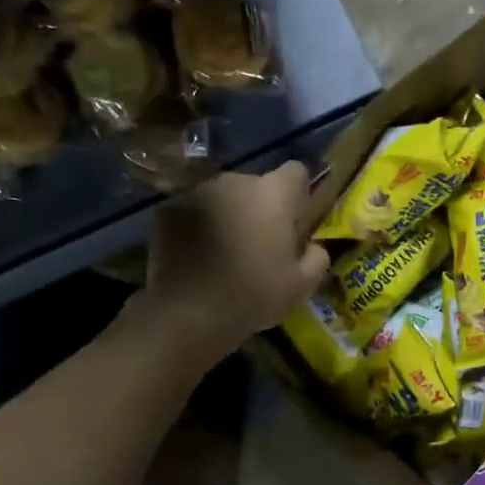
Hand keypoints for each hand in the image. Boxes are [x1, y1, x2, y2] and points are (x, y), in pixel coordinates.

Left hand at [135, 162, 328, 356]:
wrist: (188, 312)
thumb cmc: (254, 294)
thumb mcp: (302, 285)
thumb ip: (316, 257)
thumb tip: (312, 246)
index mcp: (273, 194)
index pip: (296, 171)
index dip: (298, 193)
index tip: (294, 220)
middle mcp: (235, 182)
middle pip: (256, 186)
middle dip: (259, 207)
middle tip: (258, 244)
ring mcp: (197, 193)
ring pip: (223, 197)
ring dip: (228, 215)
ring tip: (224, 252)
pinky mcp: (167, 210)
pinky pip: (193, 211)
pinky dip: (198, 225)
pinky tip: (197, 256)